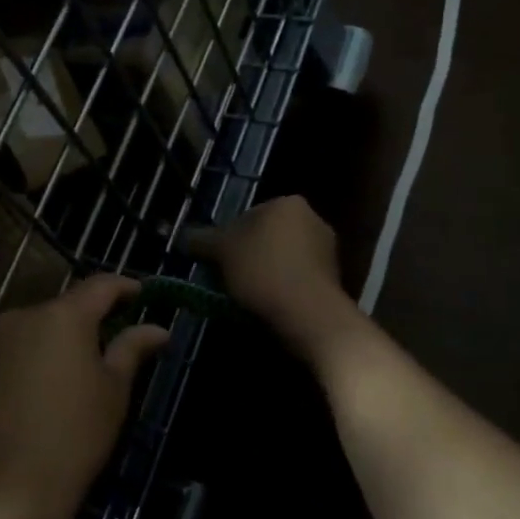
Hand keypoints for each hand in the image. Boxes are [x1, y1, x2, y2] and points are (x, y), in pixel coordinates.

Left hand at [0, 274, 169, 518]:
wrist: (8, 490)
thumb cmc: (75, 436)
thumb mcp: (114, 390)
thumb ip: (132, 348)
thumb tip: (157, 328)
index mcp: (62, 315)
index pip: (100, 285)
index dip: (125, 287)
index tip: (144, 295)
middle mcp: (25, 316)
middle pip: (68, 305)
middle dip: (95, 316)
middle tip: (121, 335)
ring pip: (44, 325)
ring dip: (67, 336)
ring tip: (91, 363)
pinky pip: (22, 346)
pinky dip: (43, 354)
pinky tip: (56, 383)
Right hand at [186, 196, 357, 359]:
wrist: (309, 314)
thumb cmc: (263, 270)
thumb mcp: (221, 251)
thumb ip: (201, 239)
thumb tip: (186, 236)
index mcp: (288, 203)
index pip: (247, 215)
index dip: (226, 238)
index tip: (217, 262)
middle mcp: (313, 218)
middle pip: (266, 236)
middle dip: (247, 255)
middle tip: (228, 278)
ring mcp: (327, 249)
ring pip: (282, 258)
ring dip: (264, 272)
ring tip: (247, 296)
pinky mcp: (333, 278)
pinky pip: (297, 277)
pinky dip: (282, 287)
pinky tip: (269, 304)